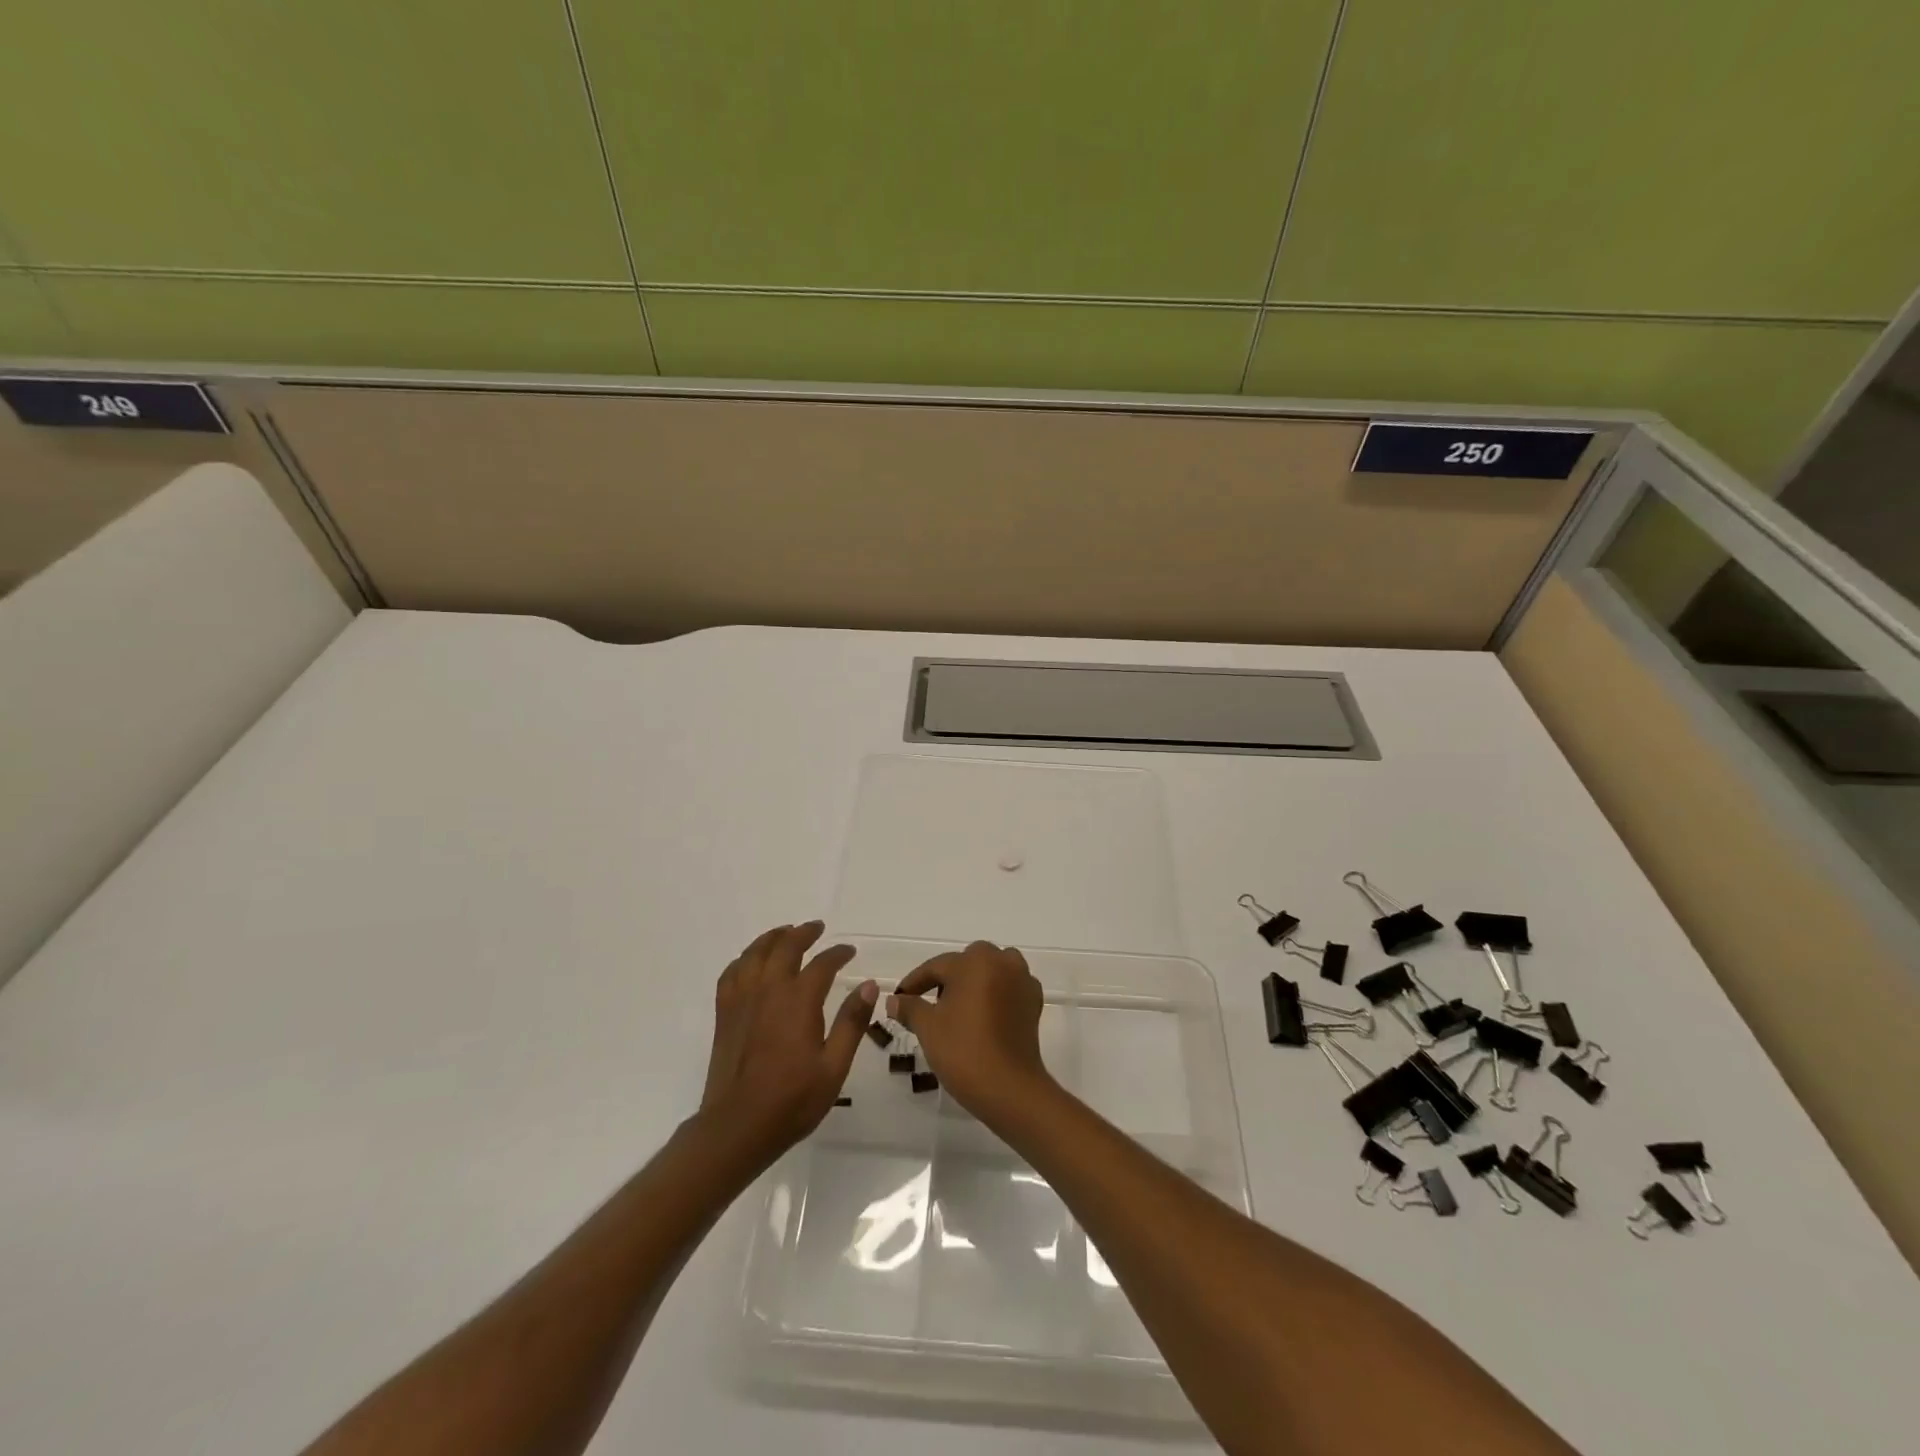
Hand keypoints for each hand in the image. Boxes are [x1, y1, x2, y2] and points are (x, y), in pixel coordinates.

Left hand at [699, 922, 876, 1166]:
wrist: (737, 1127)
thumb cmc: (792, 1100)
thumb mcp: (834, 1066)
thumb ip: (852, 1023)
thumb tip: (868, 985)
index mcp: (799, 1001)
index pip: (822, 963)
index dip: (838, 953)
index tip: (850, 951)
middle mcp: (769, 990)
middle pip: (785, 947)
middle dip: (804, 933)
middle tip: (817, 928)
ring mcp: (742, 1000)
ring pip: (755, 953)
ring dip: (773, 938)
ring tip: (785, 933)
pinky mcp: (725, 1014)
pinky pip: (732, 973)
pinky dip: (744, 959)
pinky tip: (751, 962)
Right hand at [888, 941, 1052, 1122]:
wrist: (1010, 1088)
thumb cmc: (964, 1051)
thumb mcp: (928, 1027)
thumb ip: (910, 1007)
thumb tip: (894, 1001)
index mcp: (975, 962)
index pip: (937, 966)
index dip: (915, 982)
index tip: (900, 997)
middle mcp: (1002, 962)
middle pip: (968, 962)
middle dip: (948, 978)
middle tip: (930, 1003)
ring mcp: (1022, 981)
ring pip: (993, 969)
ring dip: (976, 981)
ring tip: (960, 1008)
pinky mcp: (1034, 1002)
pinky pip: (1010, 987)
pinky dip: (996, 993)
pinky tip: (984, 1016)